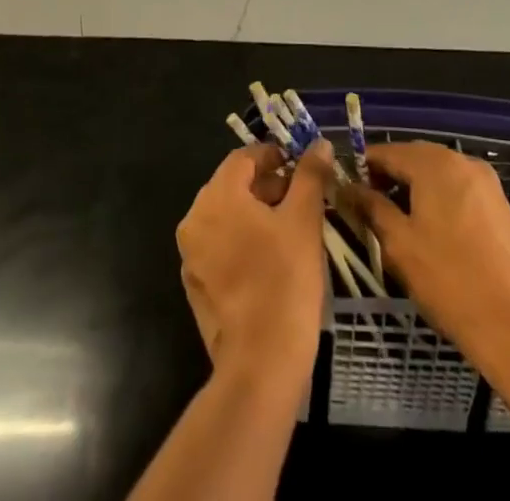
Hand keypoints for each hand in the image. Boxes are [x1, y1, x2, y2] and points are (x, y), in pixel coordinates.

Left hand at [177, 141, 332, 385]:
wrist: (261, 365)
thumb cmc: (285, 281)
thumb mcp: (304, 220)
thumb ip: (310, 176)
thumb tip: (318, 144)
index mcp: (216, 197)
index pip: (243, 158)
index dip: (273, 157)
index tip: (301, 168)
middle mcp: (194, 219)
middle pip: (232, 186)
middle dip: (267, 186)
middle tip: (301, 199)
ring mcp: (191, 256)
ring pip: (226, 217)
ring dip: (256, 214)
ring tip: (291, 229)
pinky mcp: (196, 286)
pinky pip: (220, 247)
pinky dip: (243, 242)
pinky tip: (271, 260)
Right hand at [343, 142, 509, 354]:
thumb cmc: (450, 281)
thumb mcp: (399, 244)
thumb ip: (371, 207)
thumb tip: (347, 187)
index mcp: (434, 163)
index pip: (387, 152)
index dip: (364, 168)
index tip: (348, 192)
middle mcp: (462, 161)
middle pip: (414, 157)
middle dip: (391, 177)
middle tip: (372, 209)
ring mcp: (486, 182)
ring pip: (438, 174)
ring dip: (416, 189)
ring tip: (401, 223)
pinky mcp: (500, 205)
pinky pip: (460, 190)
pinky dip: (440, 200)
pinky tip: (435, 232)